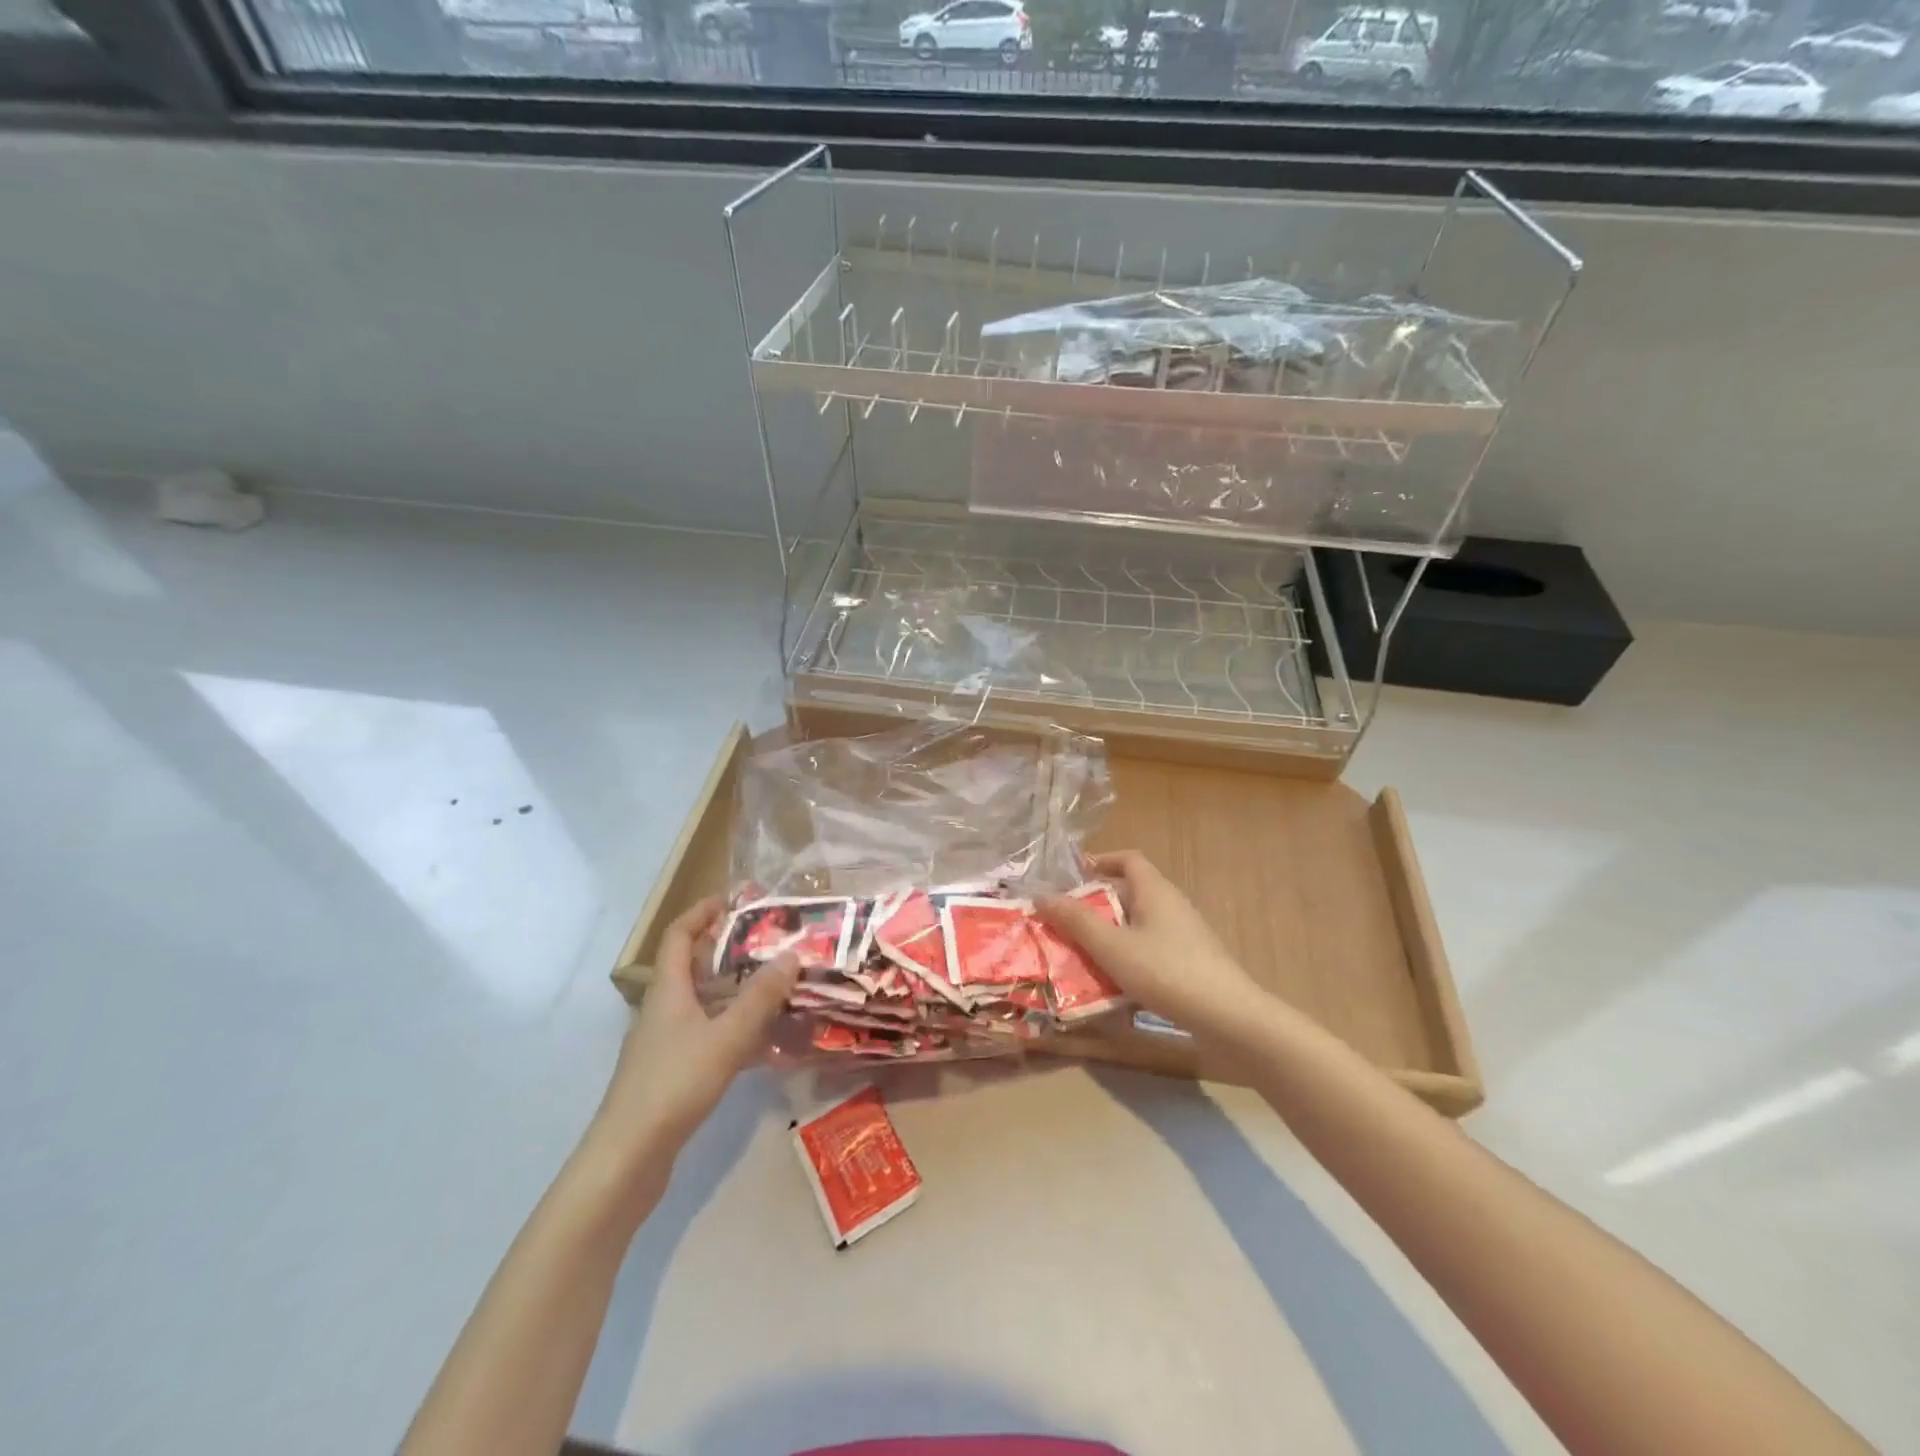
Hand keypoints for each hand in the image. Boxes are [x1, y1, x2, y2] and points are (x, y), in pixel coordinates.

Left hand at [590, 896, 800, 1164]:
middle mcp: (662, 1011)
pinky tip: (766, 1049)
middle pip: (692, 968)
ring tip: (777, 992)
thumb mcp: (727, 1037)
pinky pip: (708, 1038)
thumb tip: (792, 955)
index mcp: (667, 990)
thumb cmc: (674, 1084)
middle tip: (769, 946)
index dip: (702, 912)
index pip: (678, 935)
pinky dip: (734, 1033)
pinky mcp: (670, 1075)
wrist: (627, 1159)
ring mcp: (663, 1045)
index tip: (732, 899)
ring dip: (736, 995)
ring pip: (704, 1006)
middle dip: (729, 953)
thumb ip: (761, 998)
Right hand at [1036, 850, 1268, 1035]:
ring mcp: (1186, 935)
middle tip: (1067, 921)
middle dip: (1097, 905)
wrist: (1229, 1018)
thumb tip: (1041, 896)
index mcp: (1156, 891)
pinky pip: (1151, 949)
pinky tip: (1113, 983)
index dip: (1102, 860)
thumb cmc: (1166, 972)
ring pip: (1139, 925)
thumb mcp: (1112, 947)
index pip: (1129, 859)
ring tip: (1082, 954)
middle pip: (1130, 893)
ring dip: (1110, 934)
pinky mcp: (1191, 963)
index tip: (1075, 873)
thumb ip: (1076, 921)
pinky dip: (1128, 957)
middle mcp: (1172, 906)